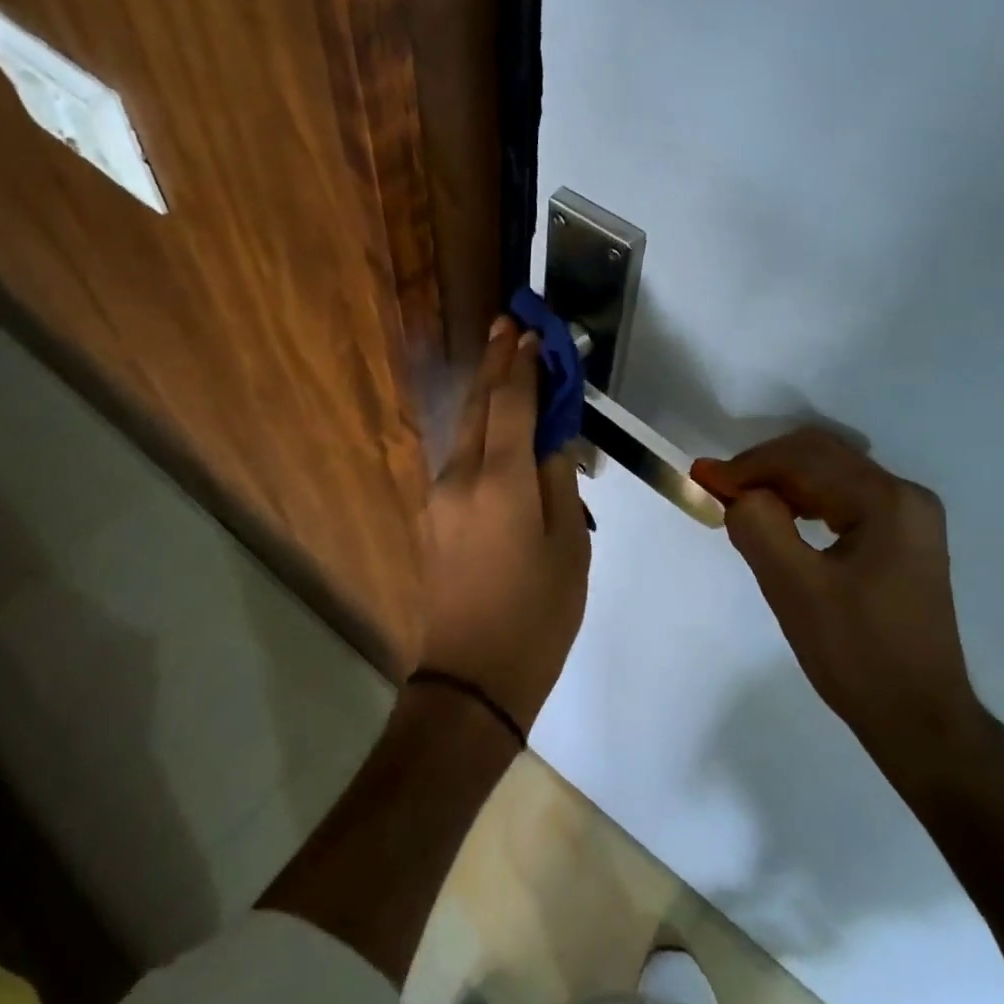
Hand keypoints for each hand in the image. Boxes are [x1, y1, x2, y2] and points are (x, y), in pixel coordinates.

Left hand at [418, 318, 591, 733]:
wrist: (471, 679)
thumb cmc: (537, 616)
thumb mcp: (569, 548)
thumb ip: (557, 483)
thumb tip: (549, 442)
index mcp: (501, 482)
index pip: (512, 405)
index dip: (523, 366)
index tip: (531, 332)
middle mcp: (462, 478)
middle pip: (479, 406)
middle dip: (495, 363)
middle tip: (507, 323)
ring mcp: (440, 497)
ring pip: (466, 428)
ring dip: (485, 391)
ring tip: (502, 358)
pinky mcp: (434, 517)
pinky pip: (460, 456)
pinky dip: (480, 427)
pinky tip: (495, 420)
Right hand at [693, 428, 983, 787]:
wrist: (919, 719)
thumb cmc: (857, 655)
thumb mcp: (795, 589)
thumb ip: (759, 528)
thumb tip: (736, 493)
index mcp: (888, 501)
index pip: (806, 459)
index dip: (749, 466)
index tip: (702, 479)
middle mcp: (906, 496)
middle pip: (822, 458)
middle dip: (764, 469)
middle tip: (718, 490)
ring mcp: (909, 518)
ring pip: (832, 477)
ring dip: (782, 484)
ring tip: (740, 504)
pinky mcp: (903, 540)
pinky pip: (844, 501)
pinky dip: (804, 503)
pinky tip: (779, 521)